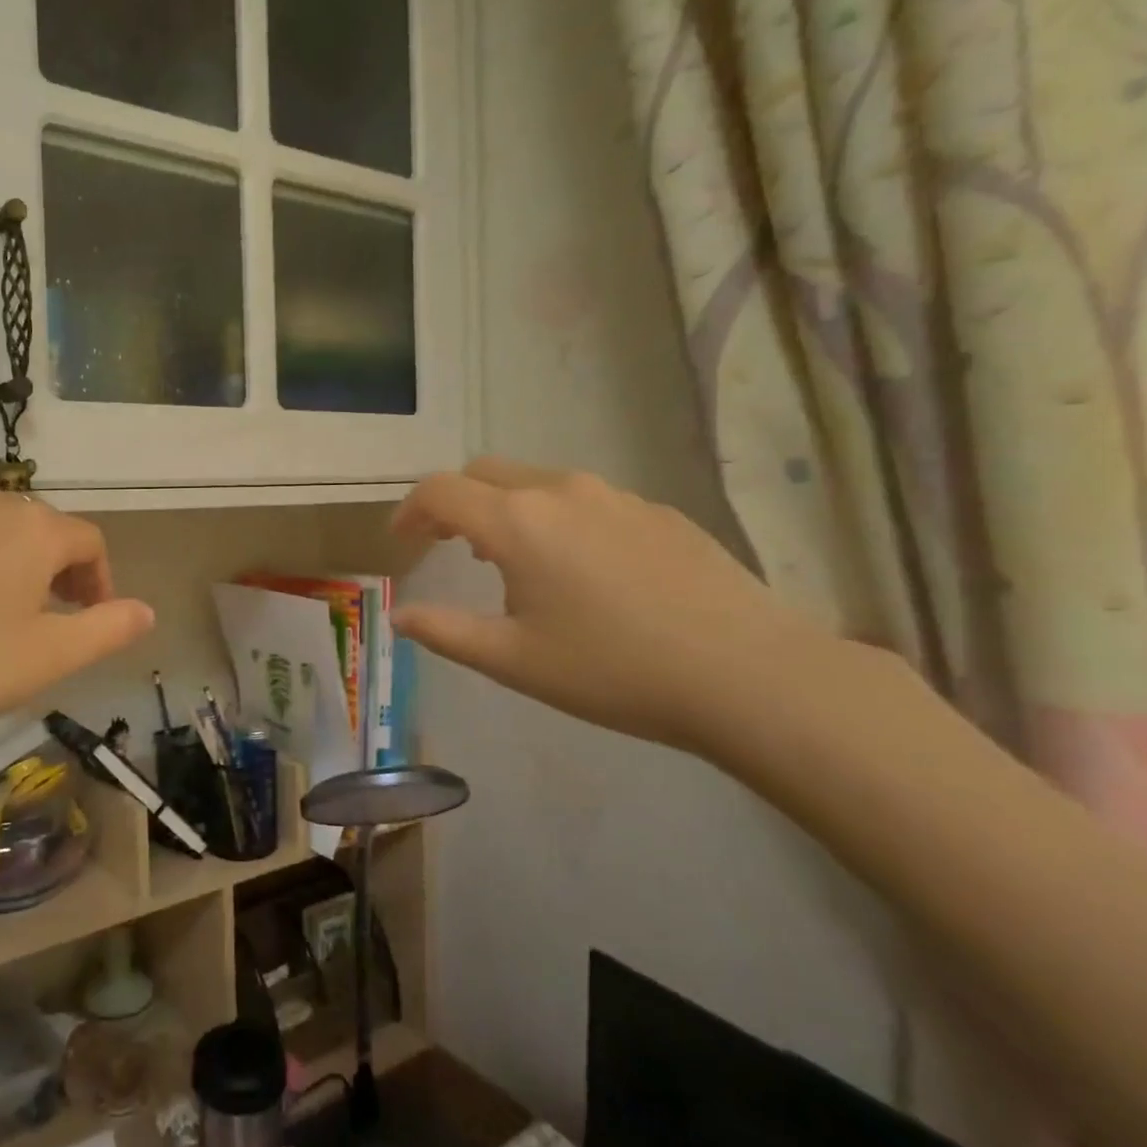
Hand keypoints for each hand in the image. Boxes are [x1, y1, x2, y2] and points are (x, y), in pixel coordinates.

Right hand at [391, 458, 833, 753]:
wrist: (747, 675)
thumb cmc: (612, 670)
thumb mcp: (513, 660)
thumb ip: (445, 631)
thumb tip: (399, 614)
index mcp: (517, 522)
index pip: (440, 491)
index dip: (410, 511)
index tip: (402, 542)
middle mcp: (561, 491)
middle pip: (485, 472)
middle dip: (455, 501)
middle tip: (448, 545)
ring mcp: (616, 496)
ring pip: (538, 481)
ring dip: (507, 508)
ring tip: (512, 559)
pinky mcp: (658, 512)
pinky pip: (587, 499)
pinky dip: (558, 518)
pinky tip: (582, 569)